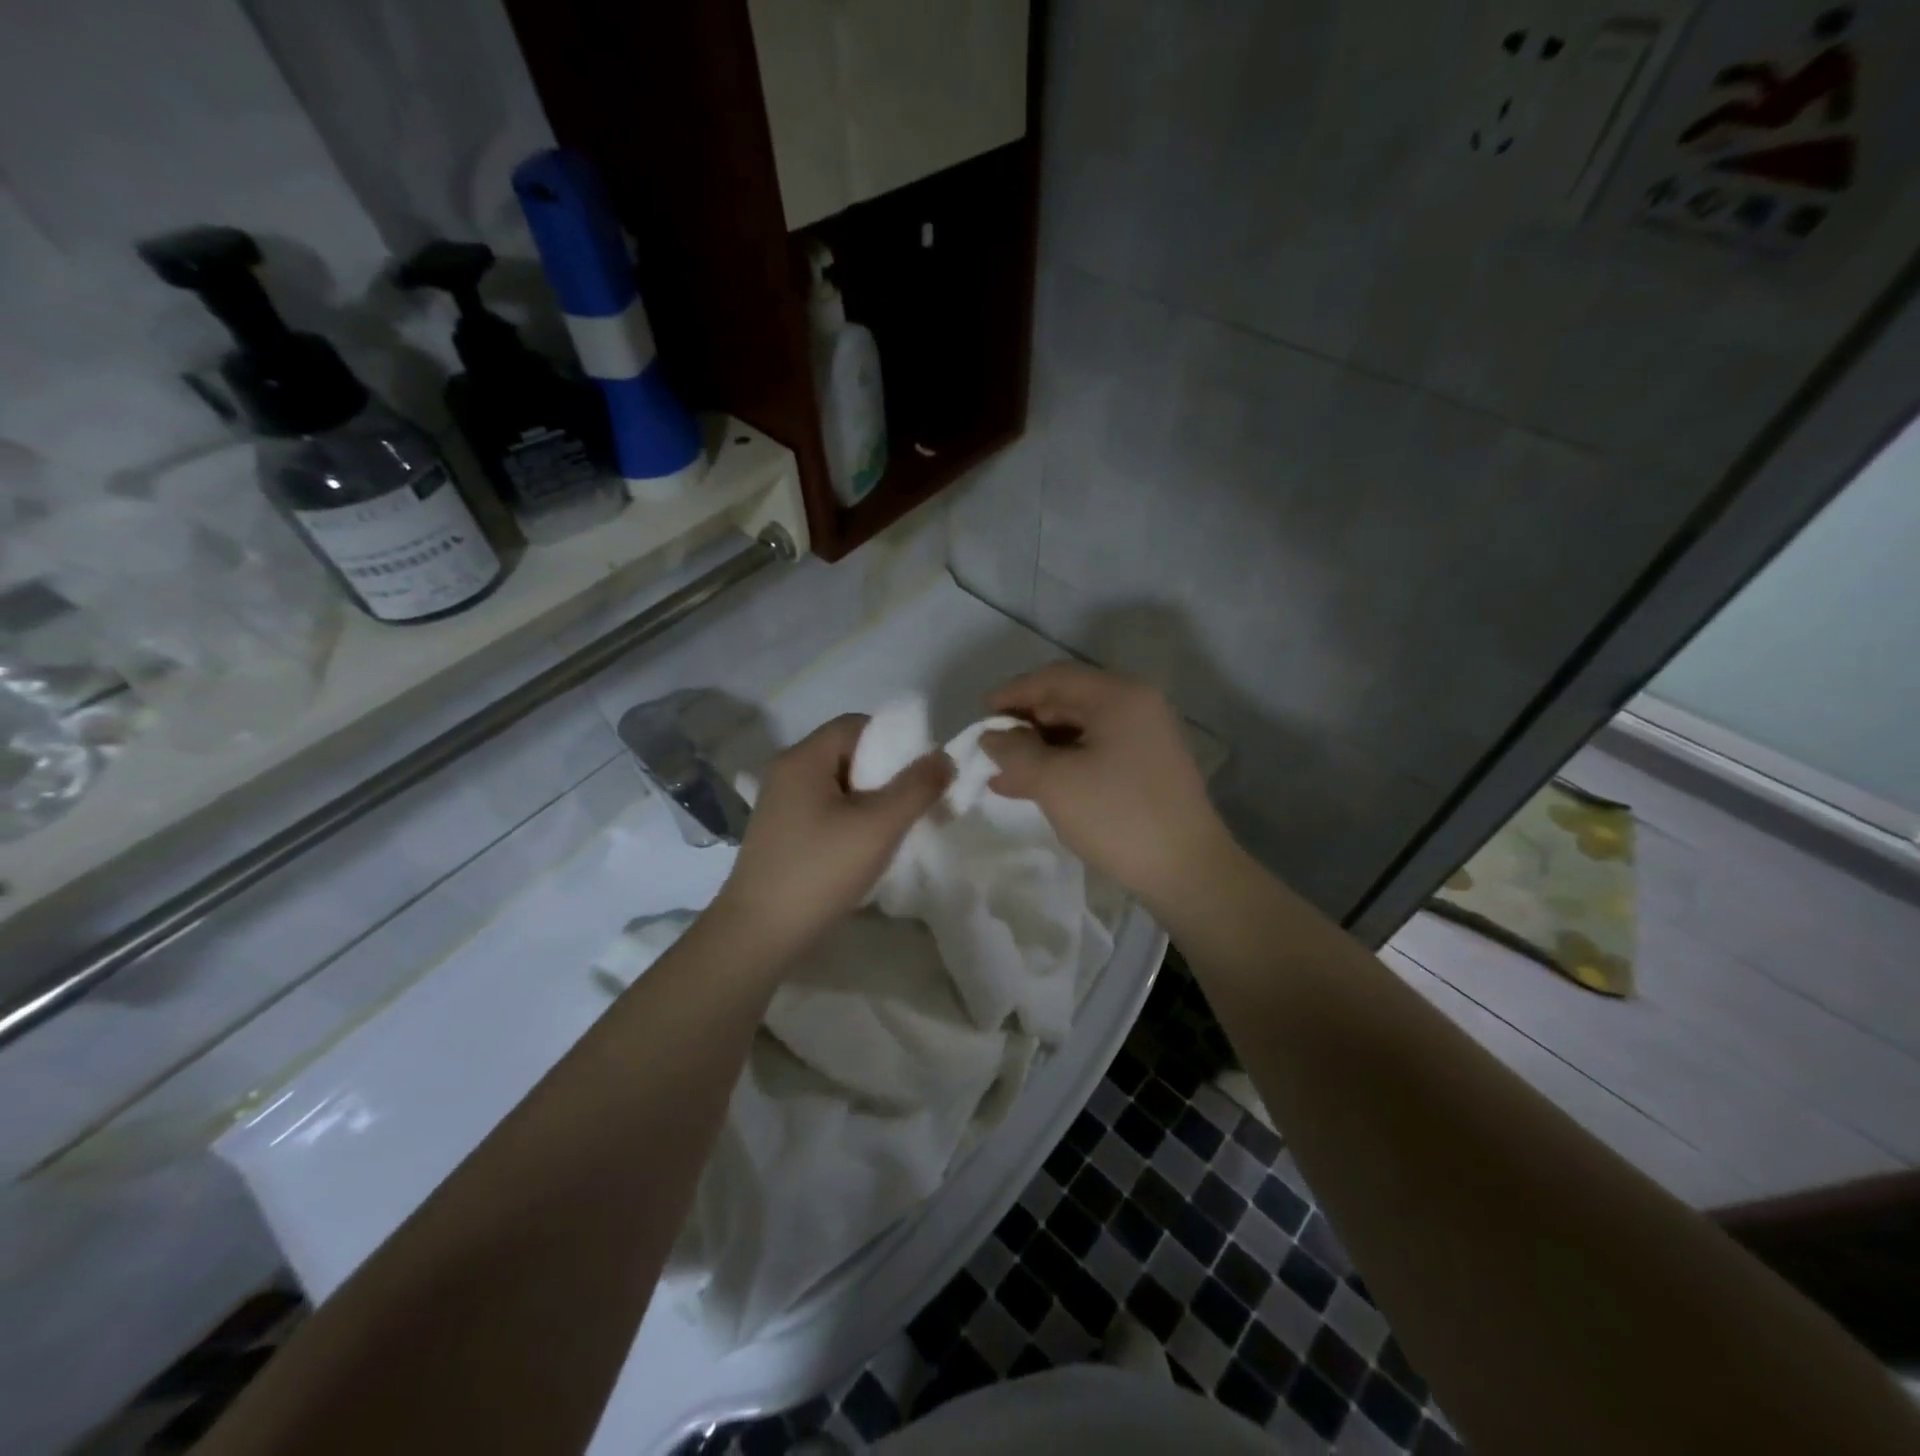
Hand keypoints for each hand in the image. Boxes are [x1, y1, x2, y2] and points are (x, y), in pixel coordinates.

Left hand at [710, 714, 951, 957]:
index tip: (920, 772)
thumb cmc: (819, 871)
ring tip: (897, 828)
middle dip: (887, 774)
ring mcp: (780, 805)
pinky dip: (852, 819)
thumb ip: (917, 788)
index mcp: (803, 758)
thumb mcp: (878, 826)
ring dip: (872, 800)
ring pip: (839, 786)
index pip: (856, 726)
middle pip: (848, 754)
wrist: (758, 935)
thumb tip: (945, 757)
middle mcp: (787, 773)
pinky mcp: (782, 834)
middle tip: (916, 803)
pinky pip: (826, 810)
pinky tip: (867, 848)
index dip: (894, 741)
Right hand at [981, 664, 1236, 910]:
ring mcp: (1146, 737)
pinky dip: (1063, 764)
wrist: (1187, 870)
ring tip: (1003, 773)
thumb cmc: (1117, 816)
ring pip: (1080, 730)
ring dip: (1040, 748)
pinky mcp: (1147, 767)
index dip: (1012, 693)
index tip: (979, 714)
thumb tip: (990, 737)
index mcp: (1118, 696)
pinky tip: (1034, 786)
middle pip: (1068, 700)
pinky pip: (1095, 752)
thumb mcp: (1055, 782)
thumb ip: (1015, 752)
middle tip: (990, 747)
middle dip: (1025, 723)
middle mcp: (1136, 706)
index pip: (1054, 678)